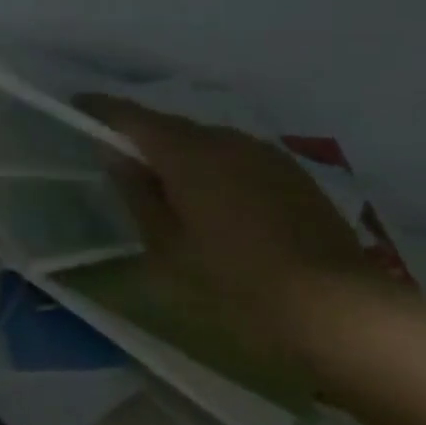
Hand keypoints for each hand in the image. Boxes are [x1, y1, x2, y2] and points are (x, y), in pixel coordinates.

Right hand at [76, 95, 379, 373]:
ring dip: (182, 157)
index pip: (129, 116)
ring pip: (206, 143)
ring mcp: (263, 154)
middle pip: (169, 127)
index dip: (99, 109)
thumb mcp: (170, 251)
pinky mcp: (293, 176)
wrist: (348, 317)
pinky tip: (220, 207)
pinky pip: (237, 159)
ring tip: (173, 193)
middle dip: (143, 139)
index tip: (77, 107)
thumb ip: (139, 197)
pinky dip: (216, 171)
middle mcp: (223, 139)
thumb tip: (119, 158)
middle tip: (123, 166)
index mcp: (186, 152)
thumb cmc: (241, 287)